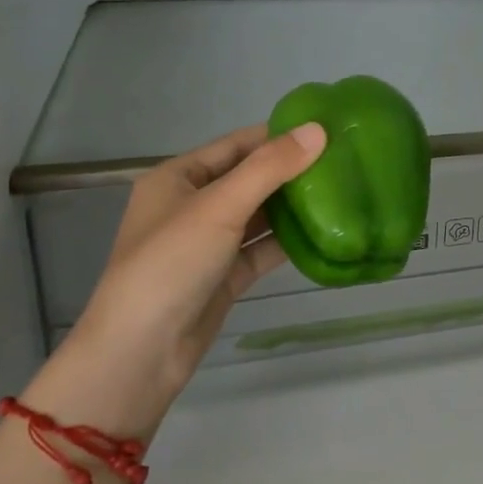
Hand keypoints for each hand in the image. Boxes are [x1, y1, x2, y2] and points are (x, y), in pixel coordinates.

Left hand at [23, 121, 325, 437]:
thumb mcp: (220, 206)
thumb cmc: (171, 264)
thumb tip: (318, 130)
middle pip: (250, 178)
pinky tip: (324, 231)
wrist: (140, 354)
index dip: (278, 135)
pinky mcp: (224, 276)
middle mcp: (192, 205)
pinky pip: (261, 249)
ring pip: (258, 215)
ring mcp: (208, 243)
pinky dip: (288, 241)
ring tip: (341, 190)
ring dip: (293, 206)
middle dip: (291, 170)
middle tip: (342, 160)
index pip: (236, 144)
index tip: (325, 129)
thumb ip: (270, 167)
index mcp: (178, 178)